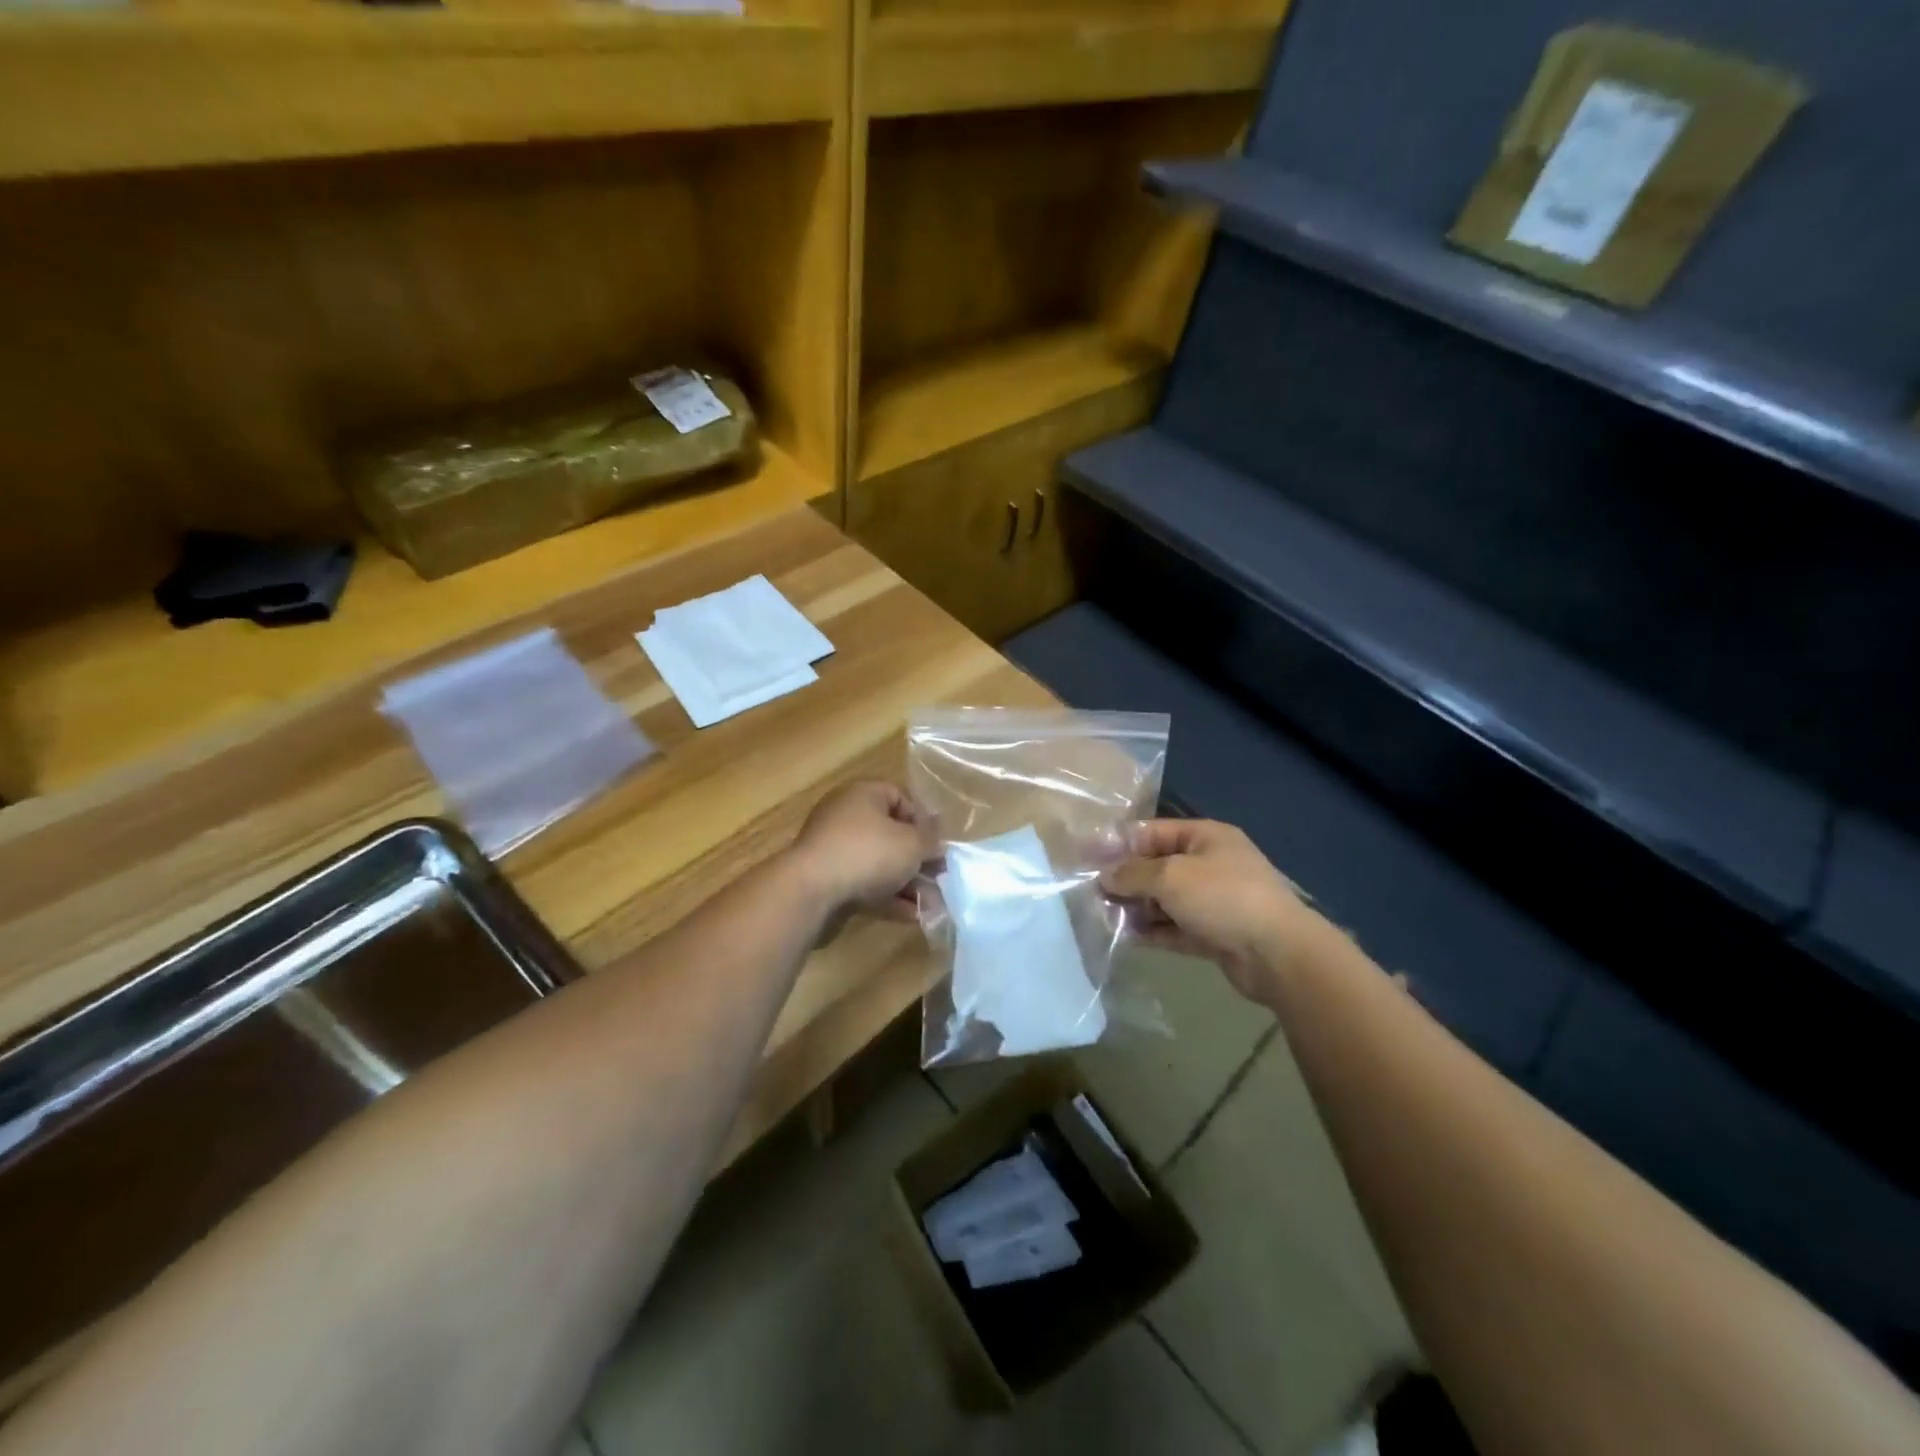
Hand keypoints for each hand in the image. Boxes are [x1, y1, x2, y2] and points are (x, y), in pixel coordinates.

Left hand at [789, 780, 939, 920]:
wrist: (810, 891)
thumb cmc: (867, 853)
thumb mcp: (912, 843)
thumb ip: (931, 840)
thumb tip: (938, 839)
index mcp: (863, 795)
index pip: (901, 797)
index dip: (923, 821)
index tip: (938, 845)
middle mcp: (846, 816)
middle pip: (891, 834)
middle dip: (918, 858)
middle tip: (940, 877)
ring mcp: (834, 850)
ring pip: (879, 863)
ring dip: (907, 883)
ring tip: (931, 904)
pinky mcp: (828, 881)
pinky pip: (865, 884)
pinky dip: (887, 897)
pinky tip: (911, 915)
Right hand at [1100, 819, 1318, 1001]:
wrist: (1278, 954)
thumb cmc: (1223, 898)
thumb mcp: (1170, 876)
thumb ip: (1132, 874)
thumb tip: (1104, 876)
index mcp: (1205, 837)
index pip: (1152, 832)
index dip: (1119, 843)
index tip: (1086, 857)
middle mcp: (1209, 864)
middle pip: (1156, 866)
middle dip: (1125, 878)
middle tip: (1091, 892)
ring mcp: (1213, 900)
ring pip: (1164, 899)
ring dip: (1137, 907)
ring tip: (1103, 916)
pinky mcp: (1213, 933)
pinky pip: (1174, 927)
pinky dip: (1153, 930)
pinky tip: (1126, 937)